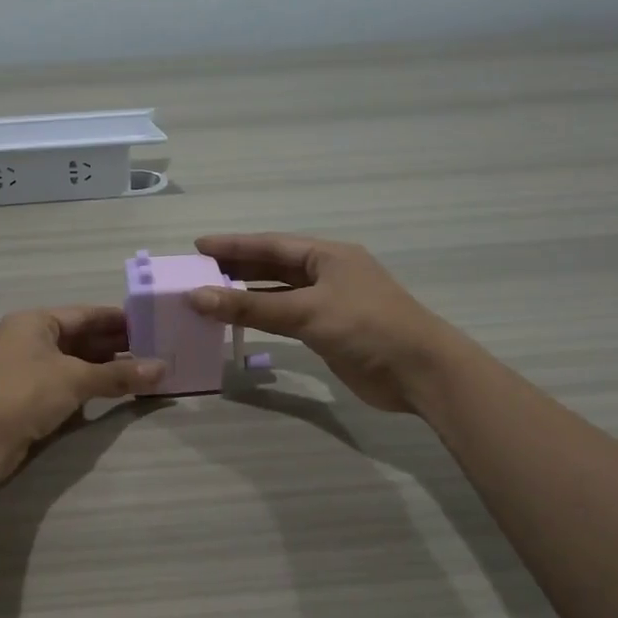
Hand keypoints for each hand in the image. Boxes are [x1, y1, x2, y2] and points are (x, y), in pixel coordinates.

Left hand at [0, 307, 164, 481]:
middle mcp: (28, 339)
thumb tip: (162, 369)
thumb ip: (119, 374)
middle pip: (80, 337)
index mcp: (35, 321)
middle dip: (115, 344)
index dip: (119, 319)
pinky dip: (89, 384)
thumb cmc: (25, 393)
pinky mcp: (26, 395)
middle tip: (154, 349)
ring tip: (142, 370)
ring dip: (104, 366)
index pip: (85, 314)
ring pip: (73, 361)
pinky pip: (65, 382)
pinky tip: (114, 390)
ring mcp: (25, 368)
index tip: (151, 324)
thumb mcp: (76, 379)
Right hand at [189, 233, 456, 412]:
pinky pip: (288, 317)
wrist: (420, 372)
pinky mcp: (331, 331)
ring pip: (280, 293)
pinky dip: (264, 318)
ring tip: (211, 295)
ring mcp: (331, 303)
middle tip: (198, 271)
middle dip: (237, 267)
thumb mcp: (306, 312)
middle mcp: (328, 274)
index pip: (271, 245)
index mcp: (328, 256)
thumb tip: (197, 297)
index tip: (198, 246)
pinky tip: (242, 322)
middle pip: (274, 266)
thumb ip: (250, 307)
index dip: (234, 245)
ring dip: (248, 295)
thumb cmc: (366, 327)